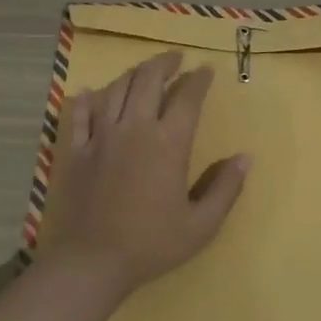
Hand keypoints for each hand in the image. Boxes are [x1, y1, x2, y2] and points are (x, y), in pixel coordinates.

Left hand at [38, 51, 250, 297]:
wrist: (92, 262)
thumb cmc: (151, 244)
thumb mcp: (201, 225)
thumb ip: (226, 188)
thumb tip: (245, 158)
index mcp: (168, 142)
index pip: (187, 97)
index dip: (199, 79)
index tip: (206, 70)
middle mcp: (134, 128)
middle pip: (148, 79)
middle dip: (165, 63)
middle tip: (176, 59)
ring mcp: (100, 136)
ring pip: (115, 89)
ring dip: (132, 74)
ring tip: (143, 72)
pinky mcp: (75, 150)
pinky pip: (79, 114)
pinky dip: (87, 99)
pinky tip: (91, 93)